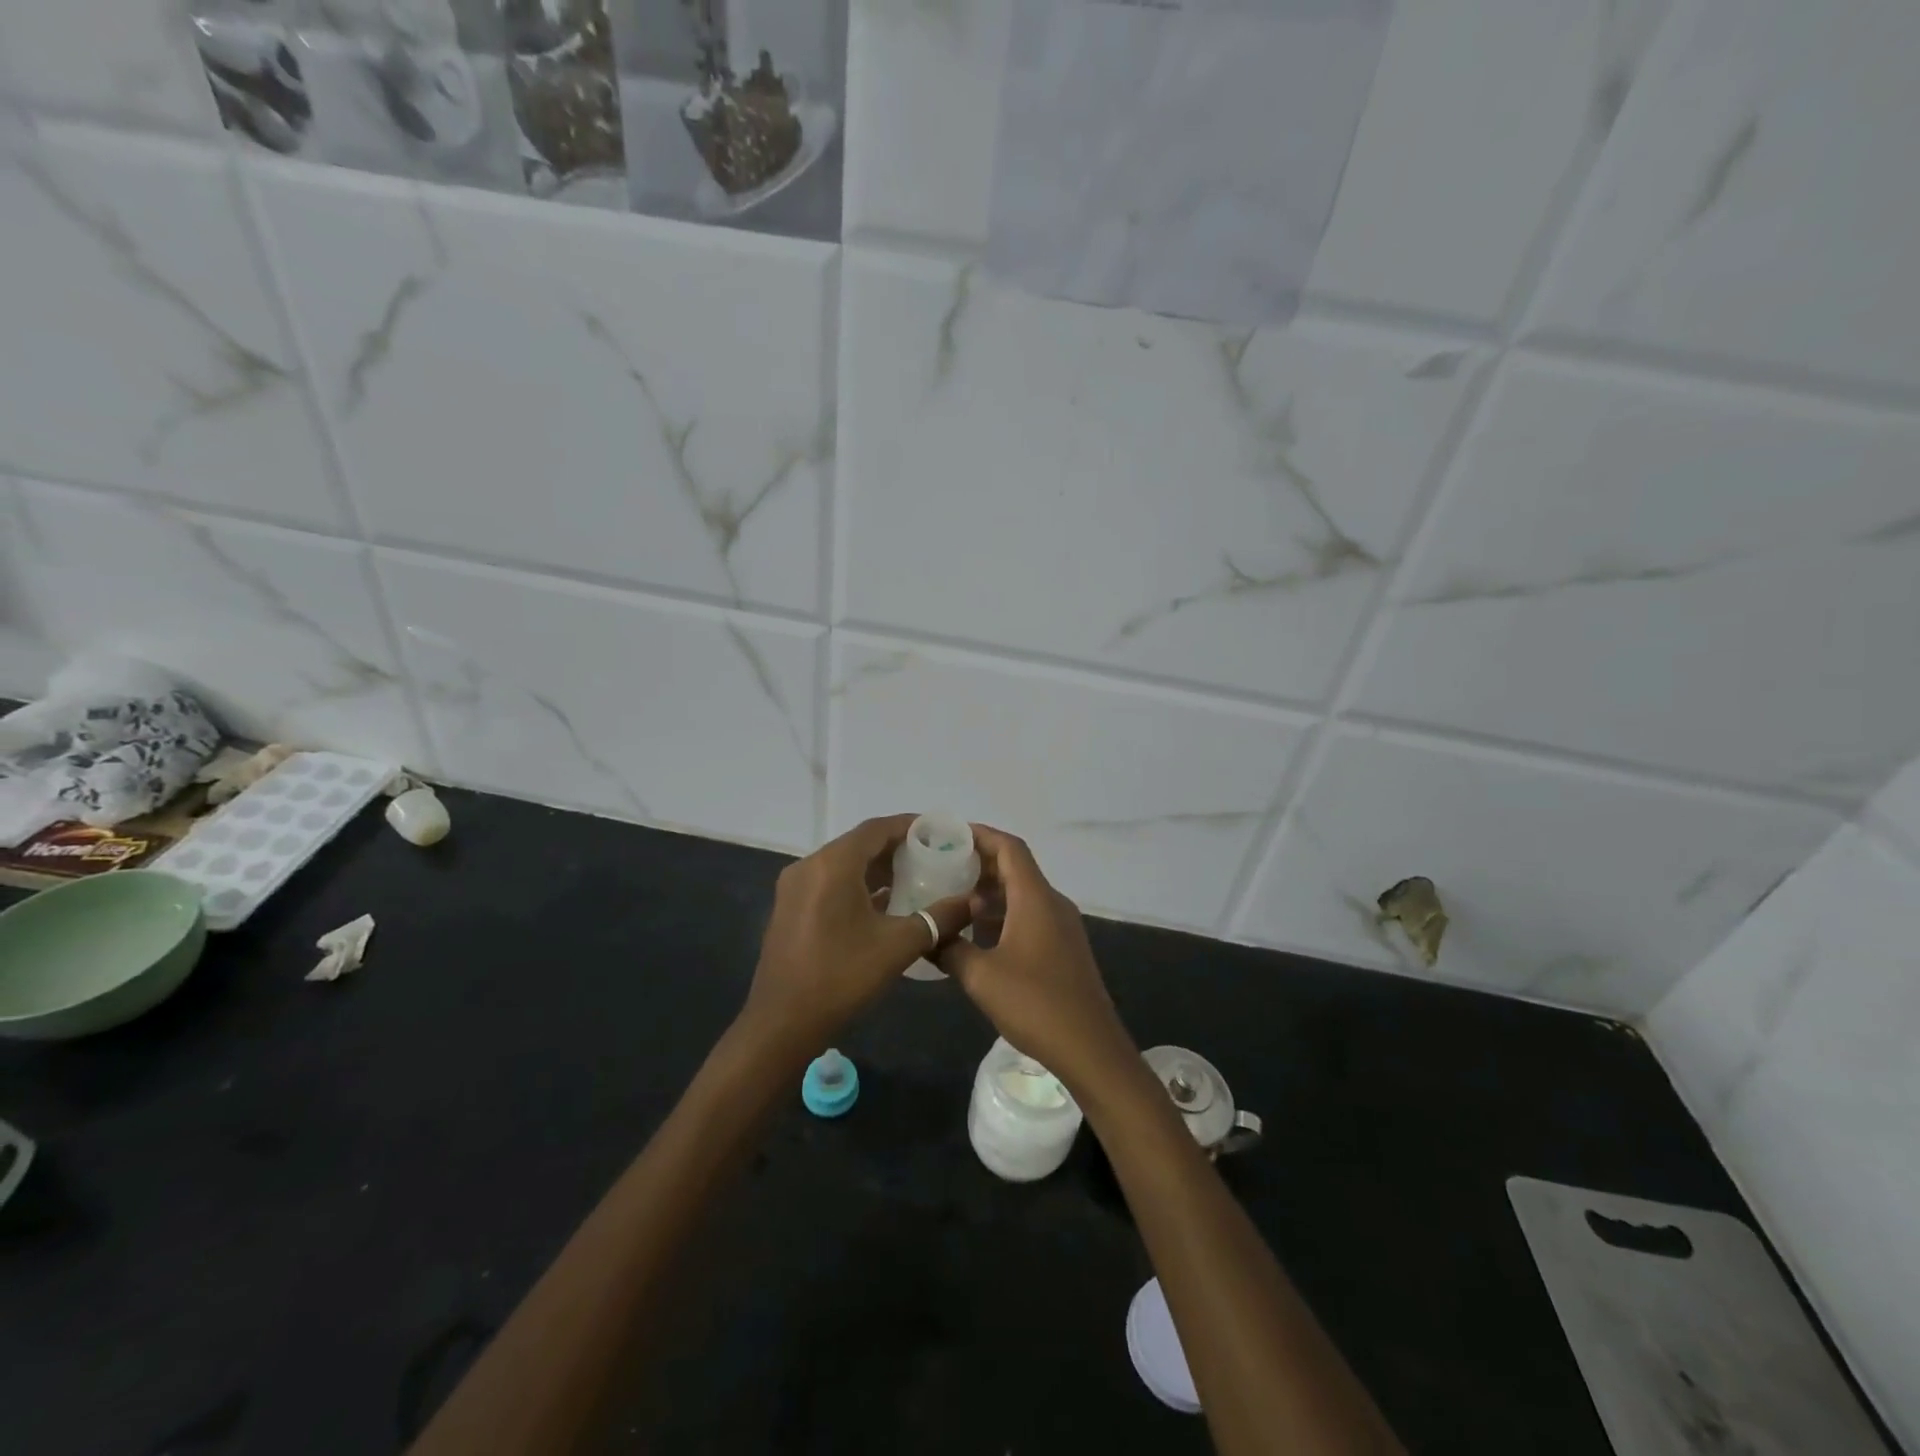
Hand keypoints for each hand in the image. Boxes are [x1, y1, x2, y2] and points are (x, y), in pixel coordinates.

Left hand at [738, 815, 973, 1062]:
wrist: (782, 1023)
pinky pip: (829, 882)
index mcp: (833, 865)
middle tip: (932, 856)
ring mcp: (794, 887)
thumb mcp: (898, 946)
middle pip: (858, 843)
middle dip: (895, 847)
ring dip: (876, 867)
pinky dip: (856, 884)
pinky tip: (882, 903)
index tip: (938, 832)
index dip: (909, 826)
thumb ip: (938, 918)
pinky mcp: (789, 908)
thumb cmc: (842, 977)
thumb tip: (974, 902)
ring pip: (843, 864)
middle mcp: (809, 866)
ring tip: (913, 877)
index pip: (876, 829)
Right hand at [937, 824, 1138, 1095]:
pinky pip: (1030, 916)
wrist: (1090, 1048)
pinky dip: (1003, 916)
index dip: (980, 835)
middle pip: (1015, 868)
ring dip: (990, 894)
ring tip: (952, 901)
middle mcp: (1052, 903)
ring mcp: (1062, 926)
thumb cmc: (1035, 1004)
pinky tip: (977, 937)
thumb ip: (950, 949)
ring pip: (1022, 894)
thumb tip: (926, 935)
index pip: (1009, 848)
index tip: (949, 835)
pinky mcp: (1064, 948)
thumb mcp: (981, 976)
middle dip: (979, 865)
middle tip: (941, 868)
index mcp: (1036, 898)